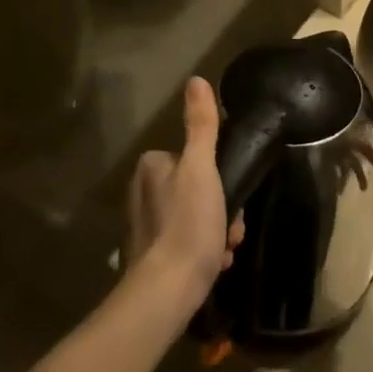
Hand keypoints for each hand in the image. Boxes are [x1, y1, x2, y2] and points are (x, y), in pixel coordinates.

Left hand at [125, 78, 245, 301]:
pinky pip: (187, 243)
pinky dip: (204, 251)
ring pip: (196, 217)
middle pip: (197, 189)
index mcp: (151, 167)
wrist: (167, 291)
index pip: (193, 159)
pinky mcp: (151, 256)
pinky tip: (213, 264)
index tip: (230, 197)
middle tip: (230, 229)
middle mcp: (142, 192)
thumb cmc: (187, 223)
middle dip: (220, 209)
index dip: (218, 177)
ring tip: (223, 250)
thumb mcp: (201, 168)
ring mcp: (145, 226)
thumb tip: (196, 80)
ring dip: (217, 232)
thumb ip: (200, 125)